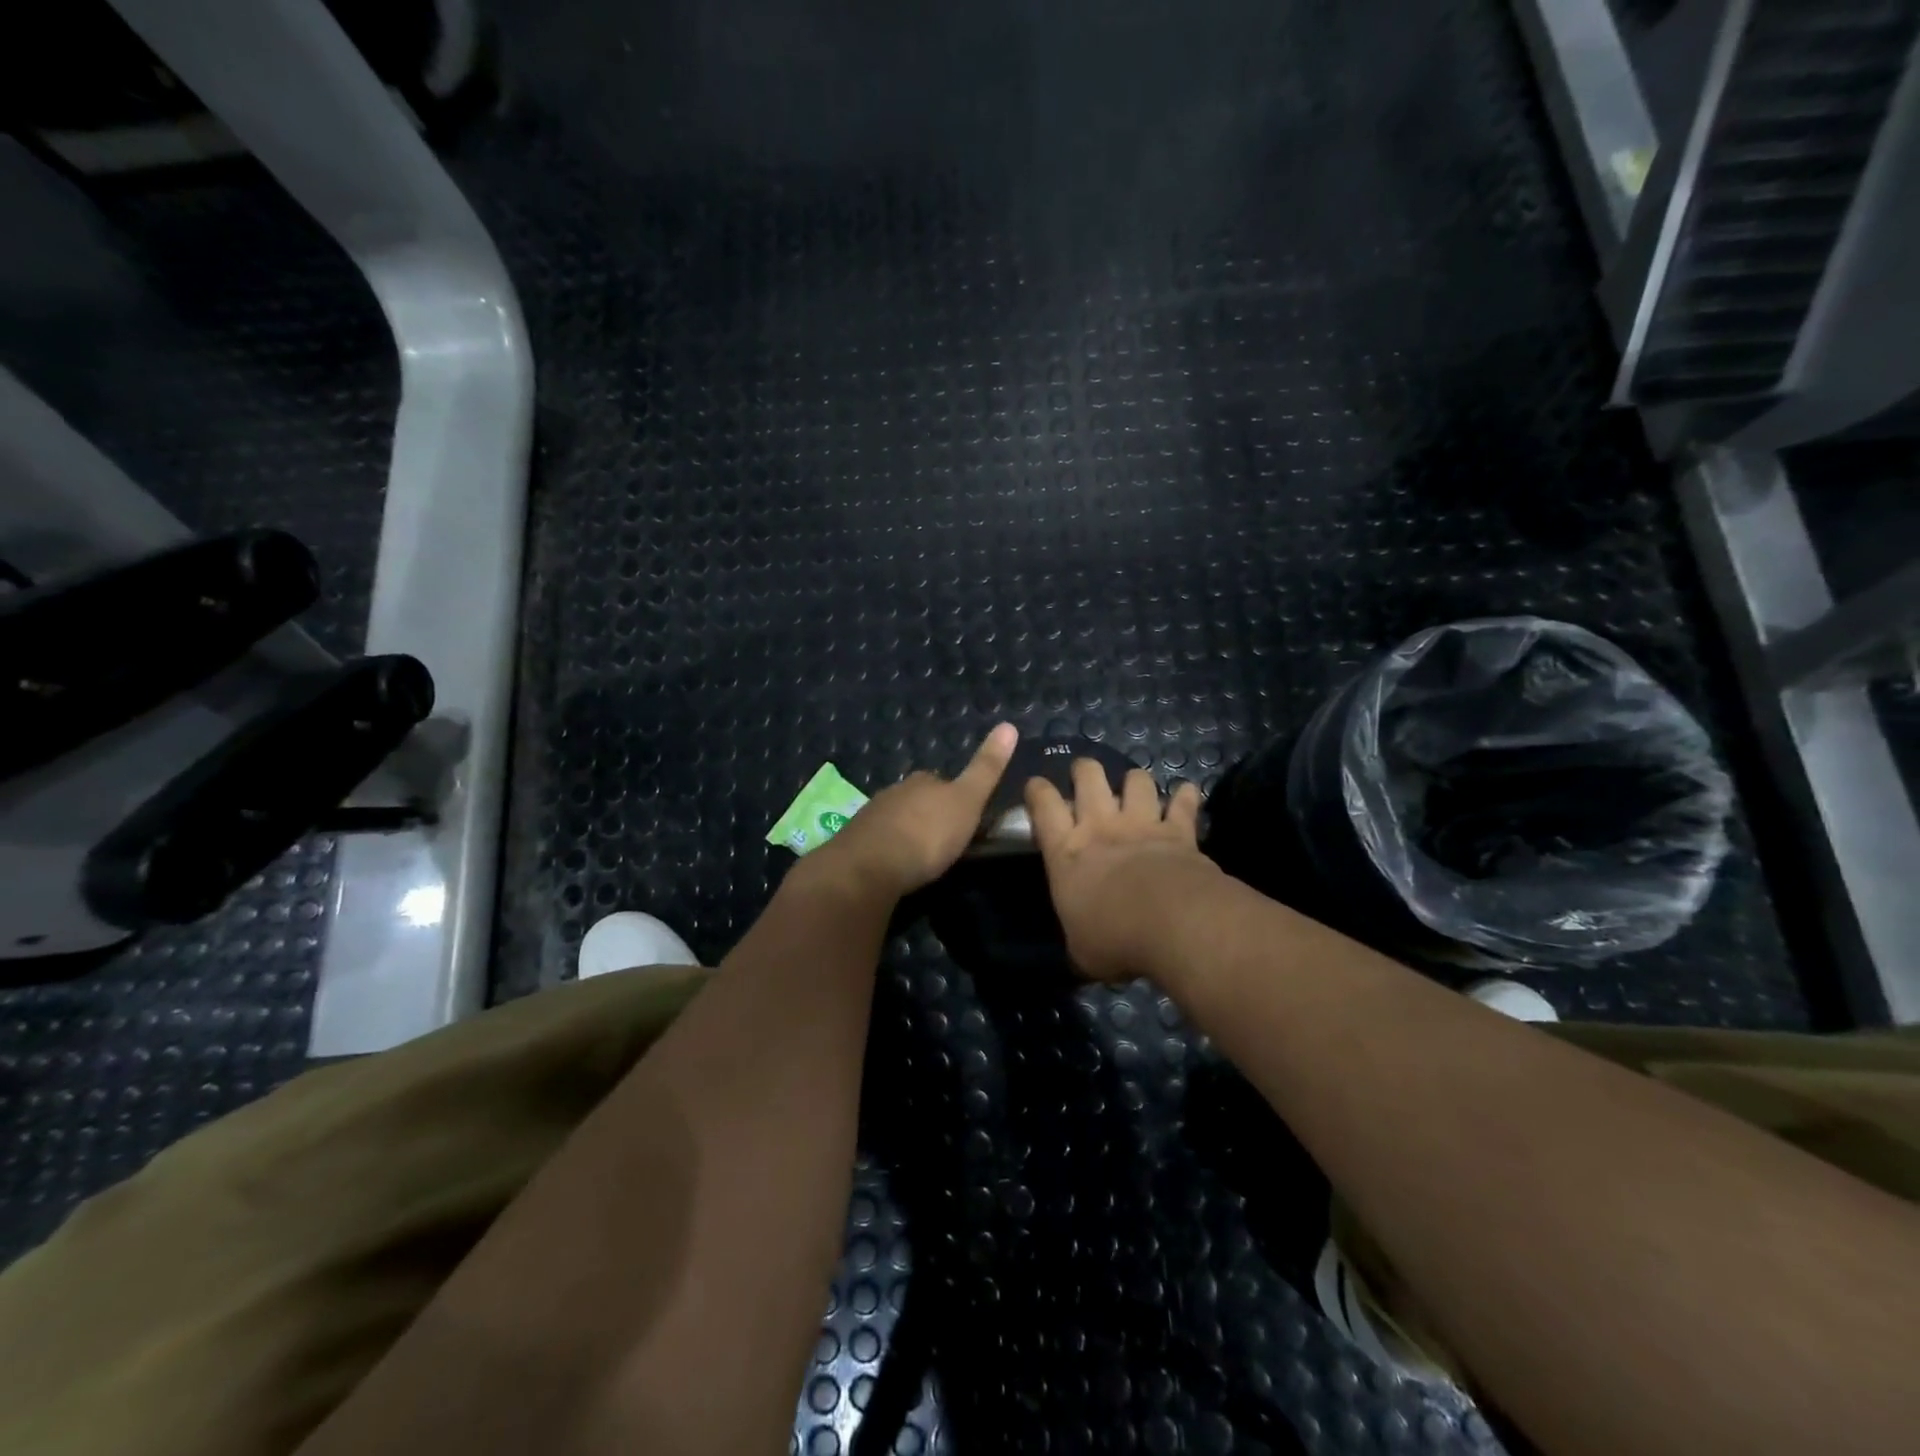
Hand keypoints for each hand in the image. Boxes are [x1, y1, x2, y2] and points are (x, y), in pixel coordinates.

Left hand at [798, 724, 1019, 902]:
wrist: (870, 867)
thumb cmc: (927, 834)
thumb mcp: (968, 801)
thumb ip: (986, 768)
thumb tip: (1009, 724)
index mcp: (923, 780)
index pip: (943, 781)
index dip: (955, 797)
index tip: (965, 817)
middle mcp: (895, 791)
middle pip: (918, 799)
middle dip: (929, 814)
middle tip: (944, 840)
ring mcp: (872, 815)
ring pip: (897, 819)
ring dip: (908, 832)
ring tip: (921, 856)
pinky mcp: (856, 841)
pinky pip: (879, 841)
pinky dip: (889, 849)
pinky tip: (895, 865)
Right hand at [1026, 760, 1218, 981]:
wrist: (1172, 924)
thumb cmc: (1114, 938)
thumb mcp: (1081, 949)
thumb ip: (1078, 936)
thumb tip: (1082, 947)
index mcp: (1066, 851)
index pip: (1043, 805)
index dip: (1037, 790)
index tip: (1036, 786)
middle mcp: (1101, 826)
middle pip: (1089, 776)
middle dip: (1085, 770)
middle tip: (1085, 777)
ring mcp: (1142, 824)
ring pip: (1137, 780)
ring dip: (1135, 781)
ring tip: (1135, 789)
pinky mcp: (1179, 831)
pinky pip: (1184, 803)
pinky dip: (1186, 797)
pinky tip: (1187, 794)